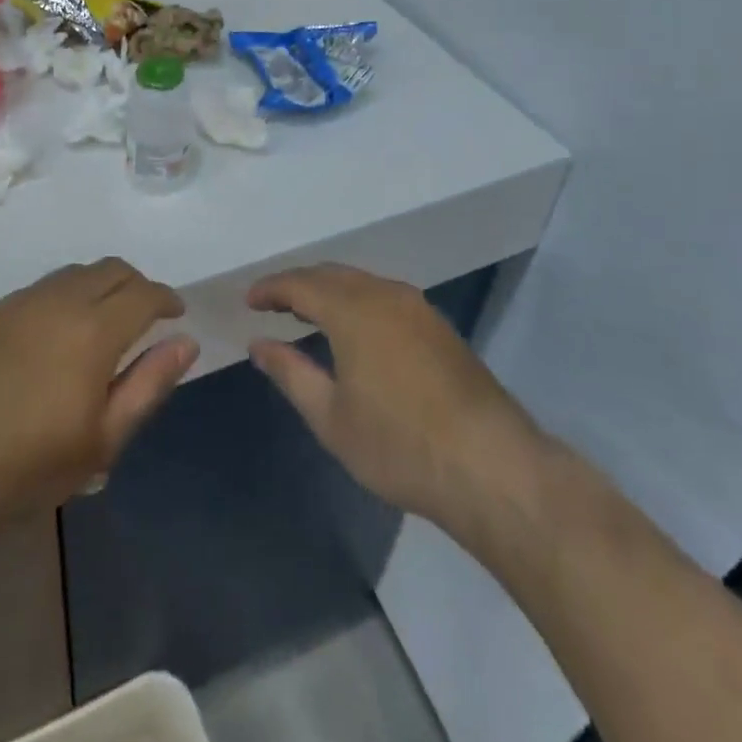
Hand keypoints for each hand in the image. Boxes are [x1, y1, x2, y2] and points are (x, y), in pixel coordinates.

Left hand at [0, 259, 196, 544]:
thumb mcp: (102, 440)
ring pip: (76, 272)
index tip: (177, 314)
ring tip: (107, 321)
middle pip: (112, 269)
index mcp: (94, 329)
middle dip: (138, 284)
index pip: (143, 292)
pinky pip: (45, 287)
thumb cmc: (27, 466)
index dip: (166, 298)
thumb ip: (148, 384)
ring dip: (102, 285)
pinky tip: (60, 332)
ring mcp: (21, 301)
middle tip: (147, 316)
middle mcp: (59, 299)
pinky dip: (69, 294)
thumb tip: (186, 342)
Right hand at [247, 265, 549, 533]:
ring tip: (307, 314)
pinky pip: (385, 296)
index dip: (270, 288)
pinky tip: (354, 330)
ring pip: (362, 283)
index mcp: (353, 310)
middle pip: (331, 274)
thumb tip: (259, 344)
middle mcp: (385, 294)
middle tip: (273, 304)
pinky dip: (357, 301)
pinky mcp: (439, 327)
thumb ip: (291, 373)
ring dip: (330, 291)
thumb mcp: (332, 417)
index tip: (249, 300)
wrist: (492, 467)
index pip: (300, 283)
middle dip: (298, 284)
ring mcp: (418, 308)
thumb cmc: (400, 445)